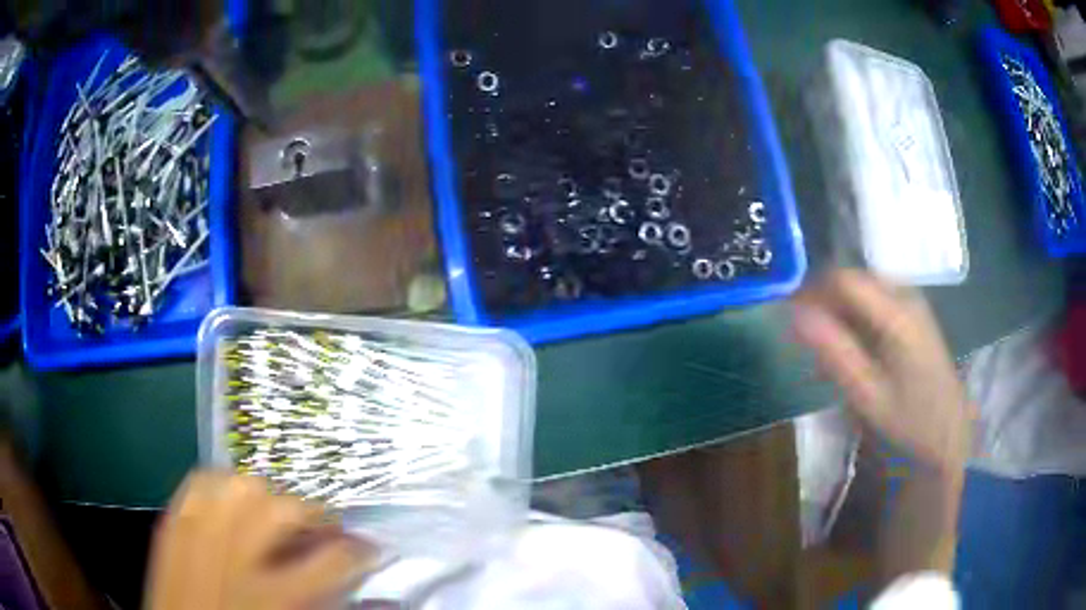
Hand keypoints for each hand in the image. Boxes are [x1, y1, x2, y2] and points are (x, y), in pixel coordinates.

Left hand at [145, 471, 377, 609]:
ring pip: (239, 486)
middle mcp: (232, 556)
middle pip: (282, 507)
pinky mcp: (170, 524)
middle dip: (311, 514)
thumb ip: (323, 603)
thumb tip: (358, 583)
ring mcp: (193, 534)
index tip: (370, 550)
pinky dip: (221, 489)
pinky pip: (199, 486)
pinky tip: (230, 506)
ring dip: (266, 498)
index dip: (361, 551)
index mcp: (273, 597)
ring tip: (276, 517)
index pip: (333, 559)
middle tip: (320, 532)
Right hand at [791, 270, 972, 473]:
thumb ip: (834, 352)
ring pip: (864, 290)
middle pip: (854, 280)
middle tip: (805, 338)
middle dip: (824, 301)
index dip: (812, 290)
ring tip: (826, 349)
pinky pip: (876, 302)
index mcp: (896, 313)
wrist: (949, 434)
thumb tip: (795, 314)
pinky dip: (857, 319)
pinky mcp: (914, 315)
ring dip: (840, 312)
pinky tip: (852, 349)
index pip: (844, 279)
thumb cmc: (909, 420)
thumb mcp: (867, 395)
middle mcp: (906, 296)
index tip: (788, 315)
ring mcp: (912, 303)